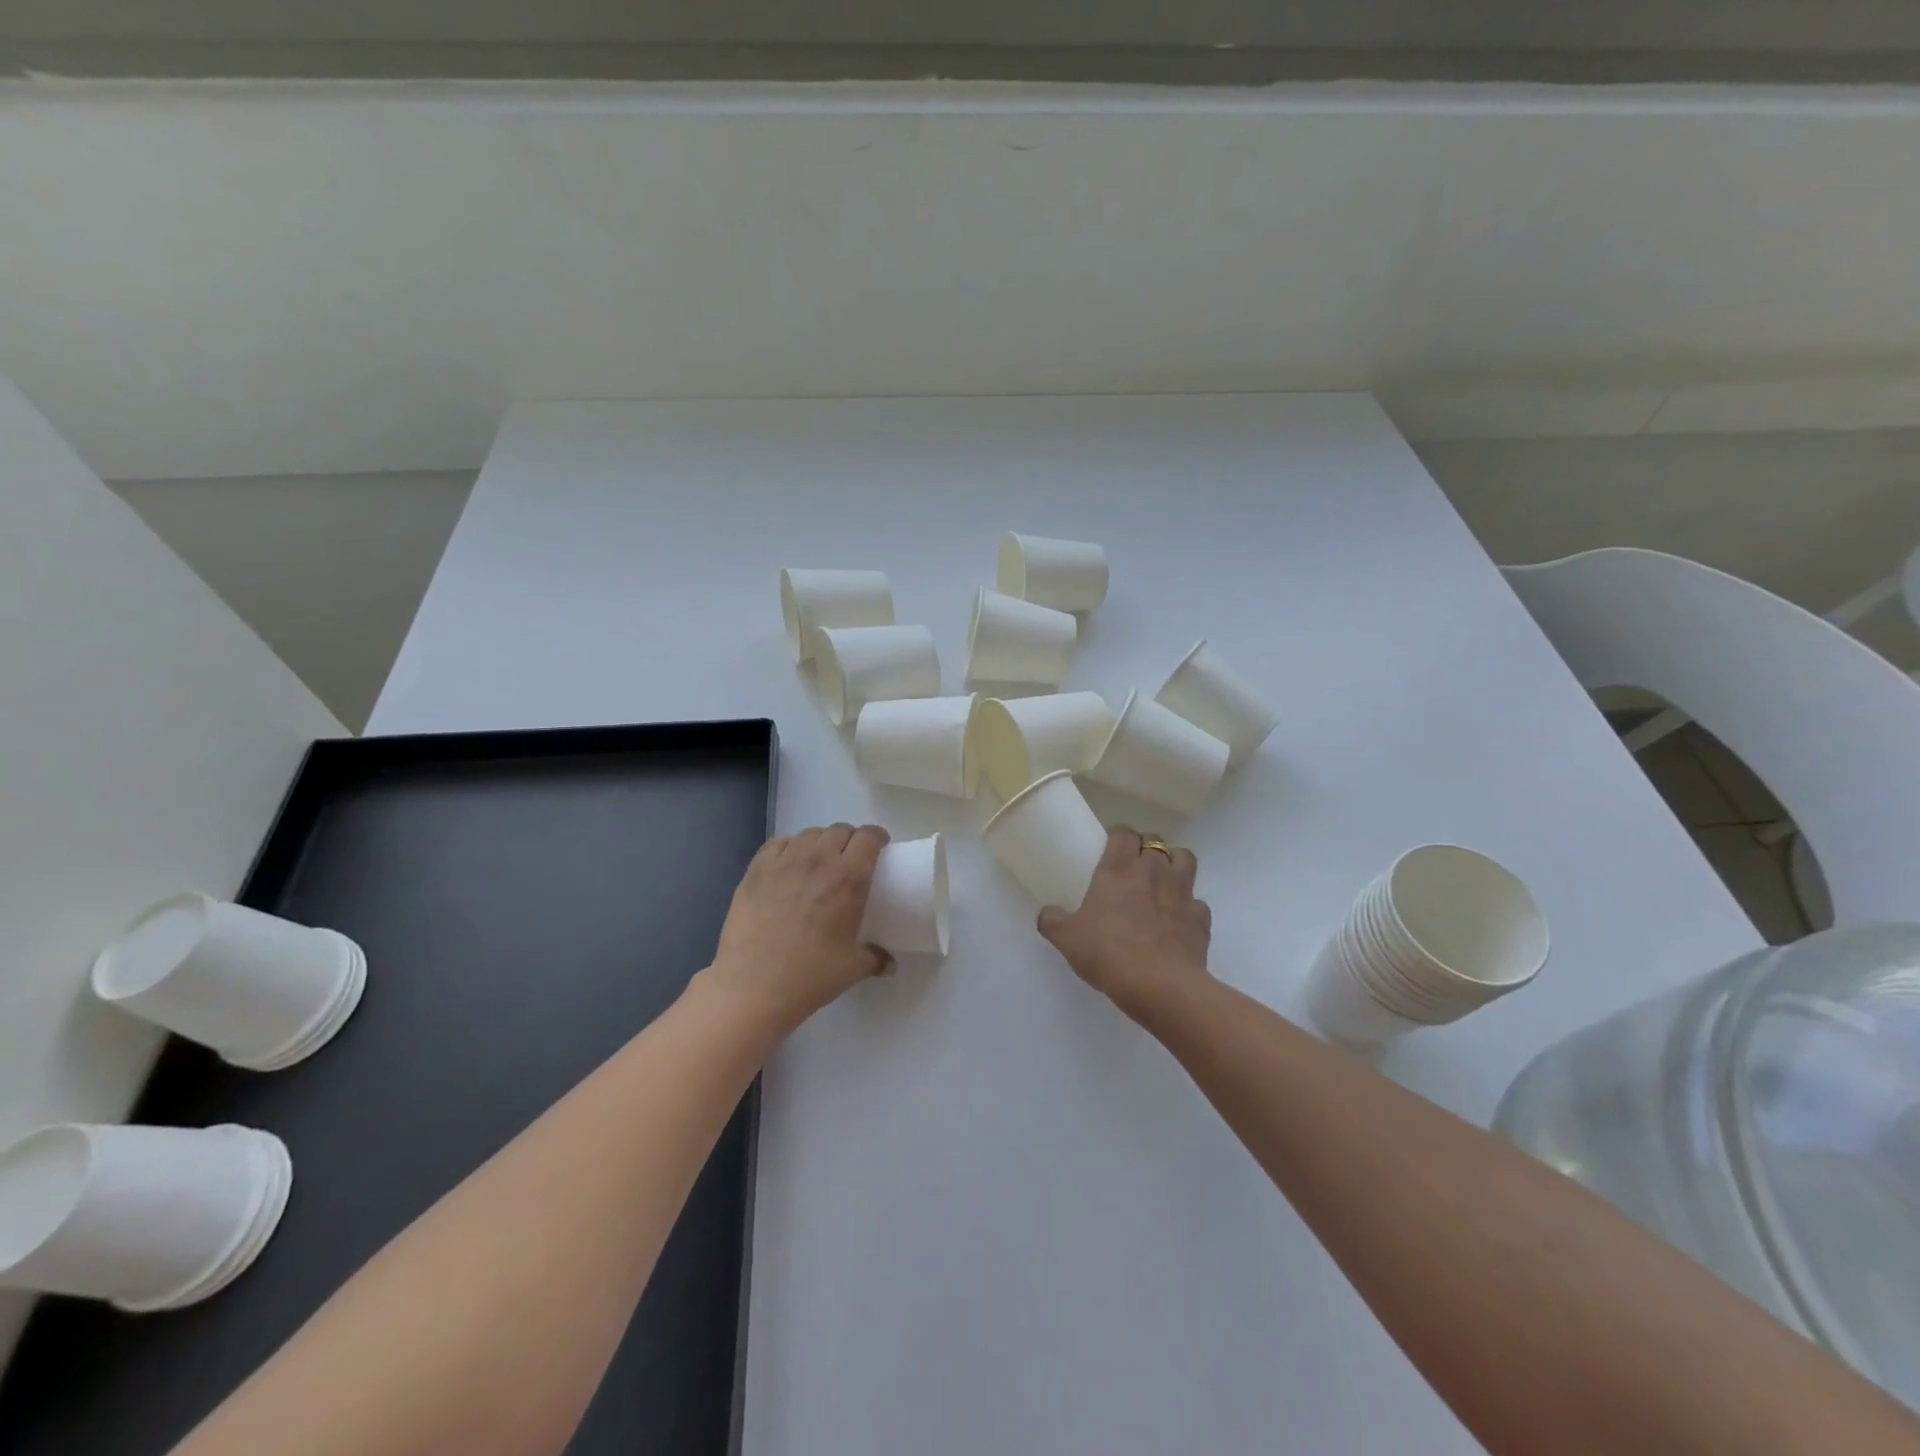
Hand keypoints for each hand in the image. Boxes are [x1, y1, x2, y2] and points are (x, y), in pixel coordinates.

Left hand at [702, 823, 893, 1033]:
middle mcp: (819, 860)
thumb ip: (875, 958)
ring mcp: (784, 862)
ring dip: (820, 842)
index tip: (879, 847)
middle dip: (849, 839)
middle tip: (850, 858)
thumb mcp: (852, 968)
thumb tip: (890, 964)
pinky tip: (788, 864)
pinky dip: (789, 847)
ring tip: (819, 860)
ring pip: (809, 834)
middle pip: (839, 830)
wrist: (753, 987)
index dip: (876, 837)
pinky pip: (778, 844)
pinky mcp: (756, 870)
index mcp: (849, 878)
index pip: (868, 837)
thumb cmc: (810, 976)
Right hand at [1038, 827, 1211, 1016]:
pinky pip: (1198, 903)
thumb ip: (1053, 921)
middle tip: (1133, 868)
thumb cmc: (1108, 952)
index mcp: (1117, 869)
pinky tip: (1178, 922)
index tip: (1110, 848)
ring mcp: (1182, 892)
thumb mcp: (1067, 938)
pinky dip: (1190, 908)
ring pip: (1185, 859)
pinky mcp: (1201, 918)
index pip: (1123, 833)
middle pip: (1155, 841)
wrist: (1159, 985)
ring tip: (1162, 883)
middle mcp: (1153, 871)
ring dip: (1175, 865)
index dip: (1118, 836)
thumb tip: (1046, 914)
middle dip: (1146, 848)